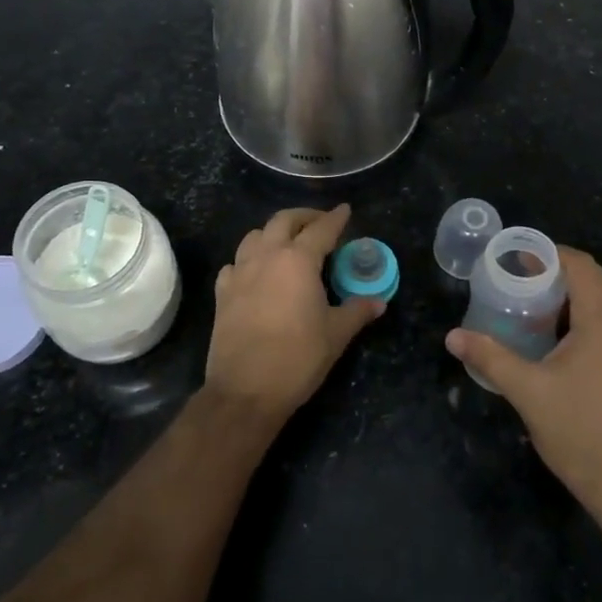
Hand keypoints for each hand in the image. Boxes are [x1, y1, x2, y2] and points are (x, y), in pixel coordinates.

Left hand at [207, 205, 384, 425]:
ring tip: (287, 243)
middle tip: (319, 223)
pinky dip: (248, 259)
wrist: (245, 391)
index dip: (335, 218)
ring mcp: (240, 273)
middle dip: (303, 216)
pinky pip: (235, 263)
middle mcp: (267, 256)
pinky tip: (255, 272)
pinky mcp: (222, 294)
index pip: (321, 229)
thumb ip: (357, 311)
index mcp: (298, 260)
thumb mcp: (336, 334)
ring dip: (273, 233)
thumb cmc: (298, 357)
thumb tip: (379, 301)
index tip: (345, 210)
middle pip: (283, 221)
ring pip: (255, 236)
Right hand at [446, 248, 601, 520]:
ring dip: (571, 295)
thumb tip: (453, 337)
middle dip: (558, 271)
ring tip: (532, 303)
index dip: (550, 254)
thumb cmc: (579, 430)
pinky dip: (581, 317)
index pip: (581, 267)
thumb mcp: (527, 391)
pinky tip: (554, 339)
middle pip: (595, 280)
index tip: (517, 257)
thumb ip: (490, 358)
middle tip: (519, 277)